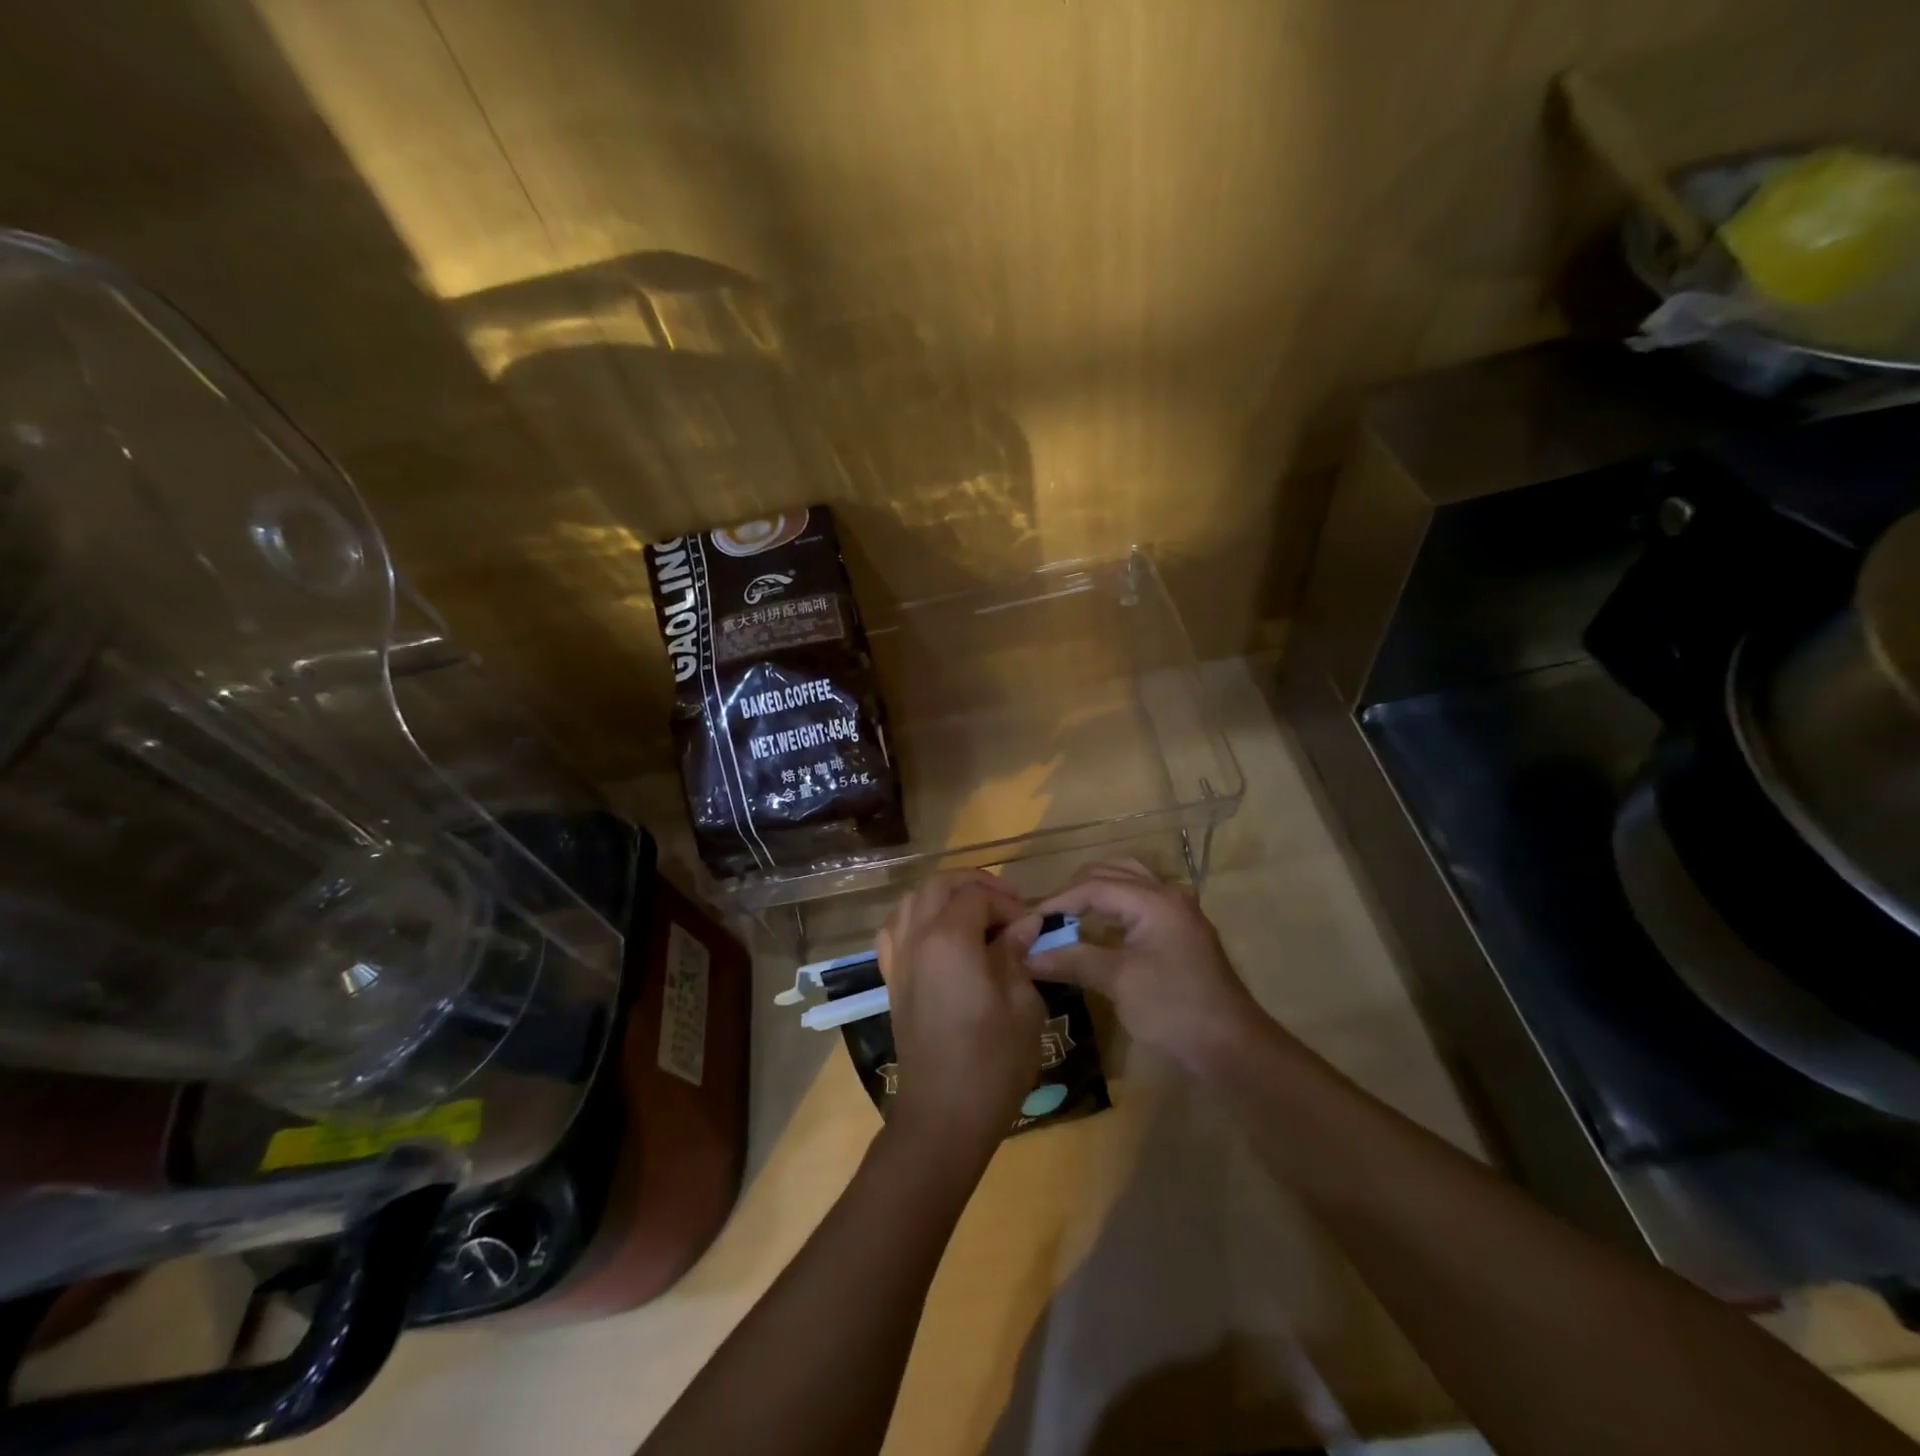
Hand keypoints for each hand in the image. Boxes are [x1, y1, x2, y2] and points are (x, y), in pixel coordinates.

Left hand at [877, 870, 1044, 1154]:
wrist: (943, 1116)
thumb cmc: (993, 1061)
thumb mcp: (1022, 1004)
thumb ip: (1018, 954)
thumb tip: (1024, 923)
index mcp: (950, 939)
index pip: (977, 895)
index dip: (1007, 902)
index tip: (1029, 926)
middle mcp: (917, 938)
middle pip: (940, 885)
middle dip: (975, 885)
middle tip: (1006, 905)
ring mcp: (898, 958)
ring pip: (913, 900)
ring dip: (944, 896)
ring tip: (975, 914)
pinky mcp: (891, 978)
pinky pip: (896, 928)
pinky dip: (918, 917)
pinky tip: (939, 934)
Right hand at [1009, 859, 1267, 1075]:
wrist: (1232, 1049)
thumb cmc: (1174, 1009)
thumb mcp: (1118, 982)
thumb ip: (1073, 960)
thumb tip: (1028, 956)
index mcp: (1154, 900)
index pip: (1094, 886)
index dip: (1058, 902)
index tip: (1029, 922)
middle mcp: (1168, 895)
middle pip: (1111, 873)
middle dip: (1075, 891)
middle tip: (1047, 917)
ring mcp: (1178, 912)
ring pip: (1128, 883)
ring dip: (1096, 893)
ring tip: (1068, 916)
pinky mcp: (1181, 932)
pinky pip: (1139, 902)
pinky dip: (1114, 907)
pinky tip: (1097, 929)